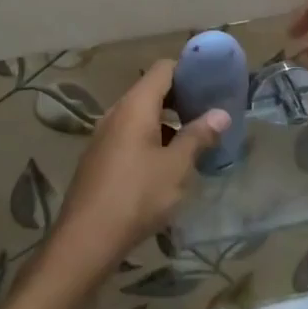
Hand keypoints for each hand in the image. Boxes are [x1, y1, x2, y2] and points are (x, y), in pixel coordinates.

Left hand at [45, 60, 228, 284]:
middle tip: (209, 115)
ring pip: (141, 116)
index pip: (163, 69)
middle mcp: (117, 112)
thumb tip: (221, 113)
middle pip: (152, 91)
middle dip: (181, 100)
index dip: (189, 71)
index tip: (212, 85)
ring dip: (167, 123)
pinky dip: (151, 139)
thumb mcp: (176, 167)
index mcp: (135, 106)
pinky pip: (130, 135)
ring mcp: (104, 135)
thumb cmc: (137, 196)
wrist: (86, 239)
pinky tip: (167, 166)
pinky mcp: (99, 158)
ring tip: (194, 142)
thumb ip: (198, 136)